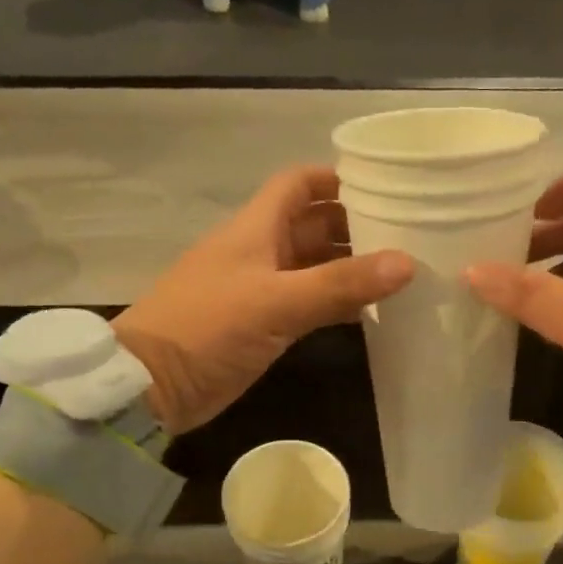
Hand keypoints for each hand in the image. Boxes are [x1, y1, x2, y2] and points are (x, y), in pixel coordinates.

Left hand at [114, 166, 412, 433]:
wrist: (154, 384)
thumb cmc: (209, 327)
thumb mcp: (278, 302)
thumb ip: (340, 284)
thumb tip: (407, 263)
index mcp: (256, 228)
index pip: (299, 184)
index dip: (337, 179)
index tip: (384, 187)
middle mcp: (260, 251)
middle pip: (313, 225)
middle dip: (356, 227)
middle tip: (409, 236)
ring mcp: (261, 290)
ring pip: (314, 268)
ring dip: (350, 269)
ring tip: (401, 275)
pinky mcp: (262, 326)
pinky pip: (309, 304)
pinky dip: (336, 304)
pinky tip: (370, 314)